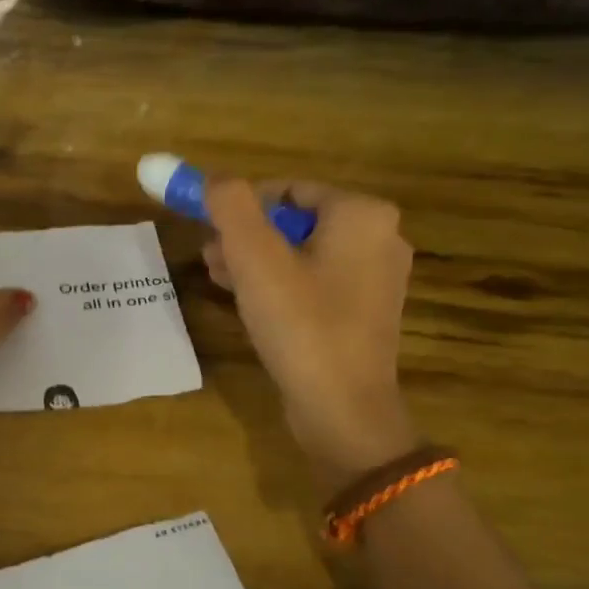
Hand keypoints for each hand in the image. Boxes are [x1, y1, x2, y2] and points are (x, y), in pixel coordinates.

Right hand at [203, 180, 417, 482]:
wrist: (342, 410)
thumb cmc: (301, 325)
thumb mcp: (256, 258)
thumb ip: (230, 207)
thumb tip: (211, 177)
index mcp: (362, 215)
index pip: (289, 189)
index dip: (242, 204)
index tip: (208, 228)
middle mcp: (379, 239)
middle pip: (296, 221)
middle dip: (247, 234)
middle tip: (209, 255)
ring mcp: (375, 280)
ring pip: (302, 254)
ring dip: (257, 261)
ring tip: (217, 276)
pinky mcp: (363, 314)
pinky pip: (314, 283)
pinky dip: (280, 285)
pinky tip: (246, 301)